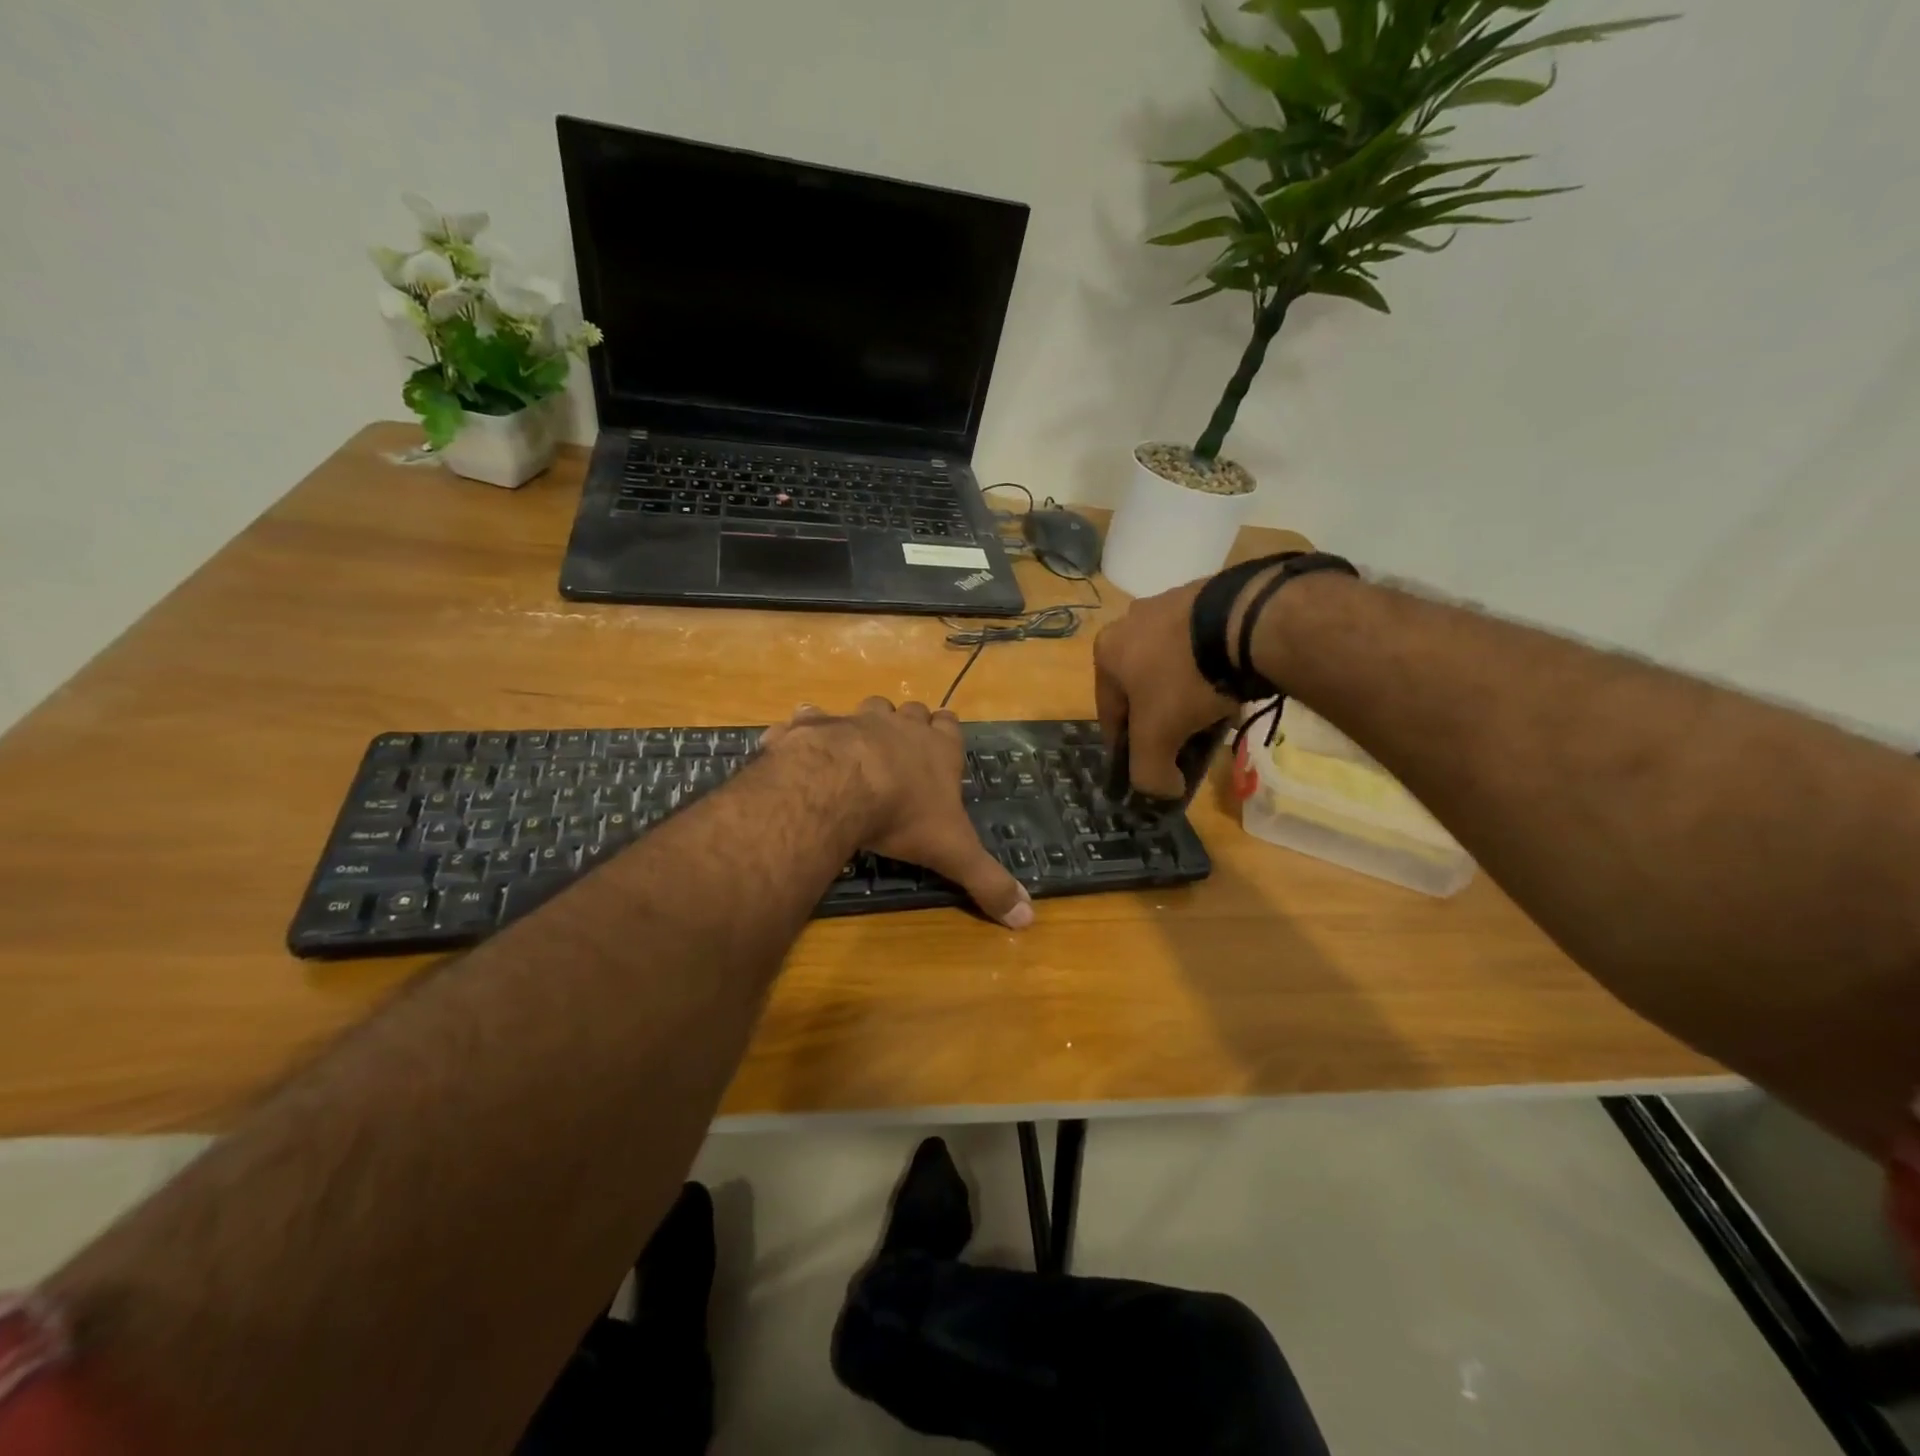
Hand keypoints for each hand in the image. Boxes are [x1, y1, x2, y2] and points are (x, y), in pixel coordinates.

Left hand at [761, 698, 1033, 928]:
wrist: (841, 786)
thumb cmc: (905, 815)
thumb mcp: (954, 854)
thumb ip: (989, 882)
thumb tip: (1027, 919)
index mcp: (937, 749)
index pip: (951, 726)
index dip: (947, 731)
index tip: (943, 739)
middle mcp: (900, 727)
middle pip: (912, 712)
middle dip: (909, 724)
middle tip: (902, 749)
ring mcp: (856, 720)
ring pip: (869, 707)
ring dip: (866, 722)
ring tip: (858, 746)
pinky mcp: (815, 724)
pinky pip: (811, 716)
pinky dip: (807, 727)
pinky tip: (800, 741)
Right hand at [1093, 579, 1237, 799]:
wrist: (1244, 621)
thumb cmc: (1184, 679)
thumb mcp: (1158, 737)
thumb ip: (1148, 772)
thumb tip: (1160, 791)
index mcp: (1106, 652)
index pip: (1109, 714)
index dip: (1125, 749)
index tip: (1145, 768)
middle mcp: (1130, 623)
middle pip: (1141, 690)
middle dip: (1160, 721)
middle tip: (1181, 745)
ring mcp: (1170, 606)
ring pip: (1172, 669)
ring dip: (1186, 697)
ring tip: (1211, 720)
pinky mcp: (1208, 599)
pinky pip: (1202, 650)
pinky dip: (1211, 673)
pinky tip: (1229, 692)